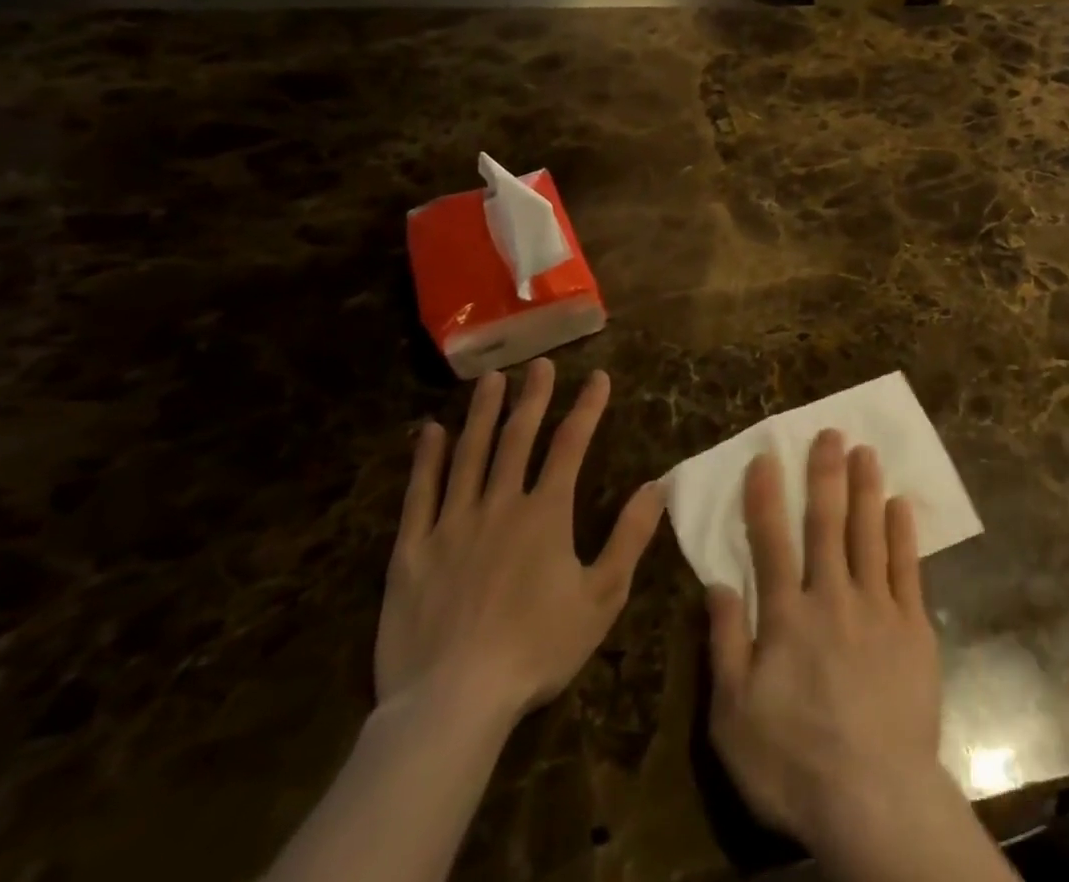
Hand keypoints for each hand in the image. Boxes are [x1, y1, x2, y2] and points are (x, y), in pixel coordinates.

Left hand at [376, 360, 663, 727]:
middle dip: (532, 397)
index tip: (598, 377)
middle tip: (540, 364)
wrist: (452, 703)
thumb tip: (657, 486)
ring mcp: (452, 525)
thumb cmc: (536, 649)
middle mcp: (499, 504)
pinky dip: (426, 460)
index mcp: (546, 513)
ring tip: (490, 380)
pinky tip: (430, 432)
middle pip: (517, 438)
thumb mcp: (602, 597)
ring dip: (482, 414)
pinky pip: (419, 495)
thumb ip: (630, 537)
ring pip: (468, 455)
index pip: (571, 445)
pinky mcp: (412, 551)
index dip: (587, 407)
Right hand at [705, 430, 948, 855]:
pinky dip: (903, 532)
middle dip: (826, 474)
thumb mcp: (734, 716)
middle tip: (830, 432)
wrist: (875, 798)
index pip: (771, 542)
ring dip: (866, 488)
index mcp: (787, 616)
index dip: (766, 497)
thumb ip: (726, 644)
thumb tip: (717, 584)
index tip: (767, 457)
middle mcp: (832, 596)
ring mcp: (877, 607)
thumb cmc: (795, 762)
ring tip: (866, 450)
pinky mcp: (913, 626)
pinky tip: (901, 503)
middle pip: (827, 523)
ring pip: (869, 533)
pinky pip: (908, 567)